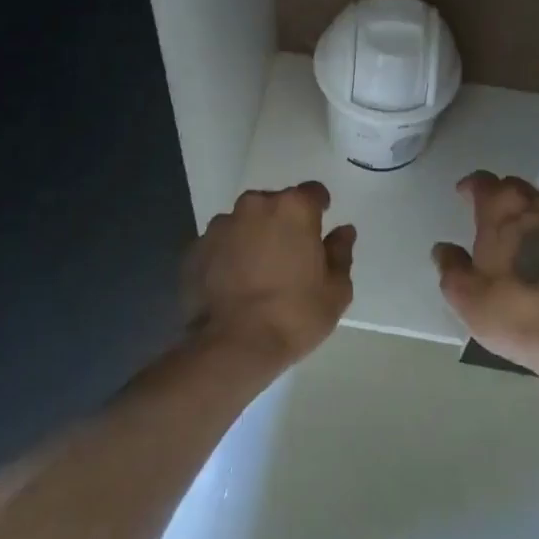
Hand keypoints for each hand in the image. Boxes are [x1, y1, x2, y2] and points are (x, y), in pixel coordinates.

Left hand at [185, 181, 353, 367]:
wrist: (233, 346)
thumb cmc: (294, 314)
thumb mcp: (336, 289)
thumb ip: (340, 252)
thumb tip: (343, 231)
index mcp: (292, 208)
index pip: (312, 192)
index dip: (318, 209)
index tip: (319, 230)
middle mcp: (254, 206)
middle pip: (275, 204)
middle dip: (283, 223)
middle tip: (289, 257)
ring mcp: (219, 226)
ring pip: (244, 223)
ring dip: (252, 237)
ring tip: (256, 273)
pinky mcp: (195, 249)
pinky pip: (219, 244)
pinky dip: (227, 256)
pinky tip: (232, 285)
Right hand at [433, 172, 538, 370]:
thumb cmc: (511, 308)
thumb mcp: (464, 294)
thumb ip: (450, 266)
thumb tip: (444, 248)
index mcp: (501, 209)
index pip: (483, 181)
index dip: (471, 185)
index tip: (462, 193)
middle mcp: (534, 208)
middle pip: (515, 187)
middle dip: (499, 192)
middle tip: (485, 208)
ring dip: (523, 210)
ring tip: (510, 229)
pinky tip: (536, 254)